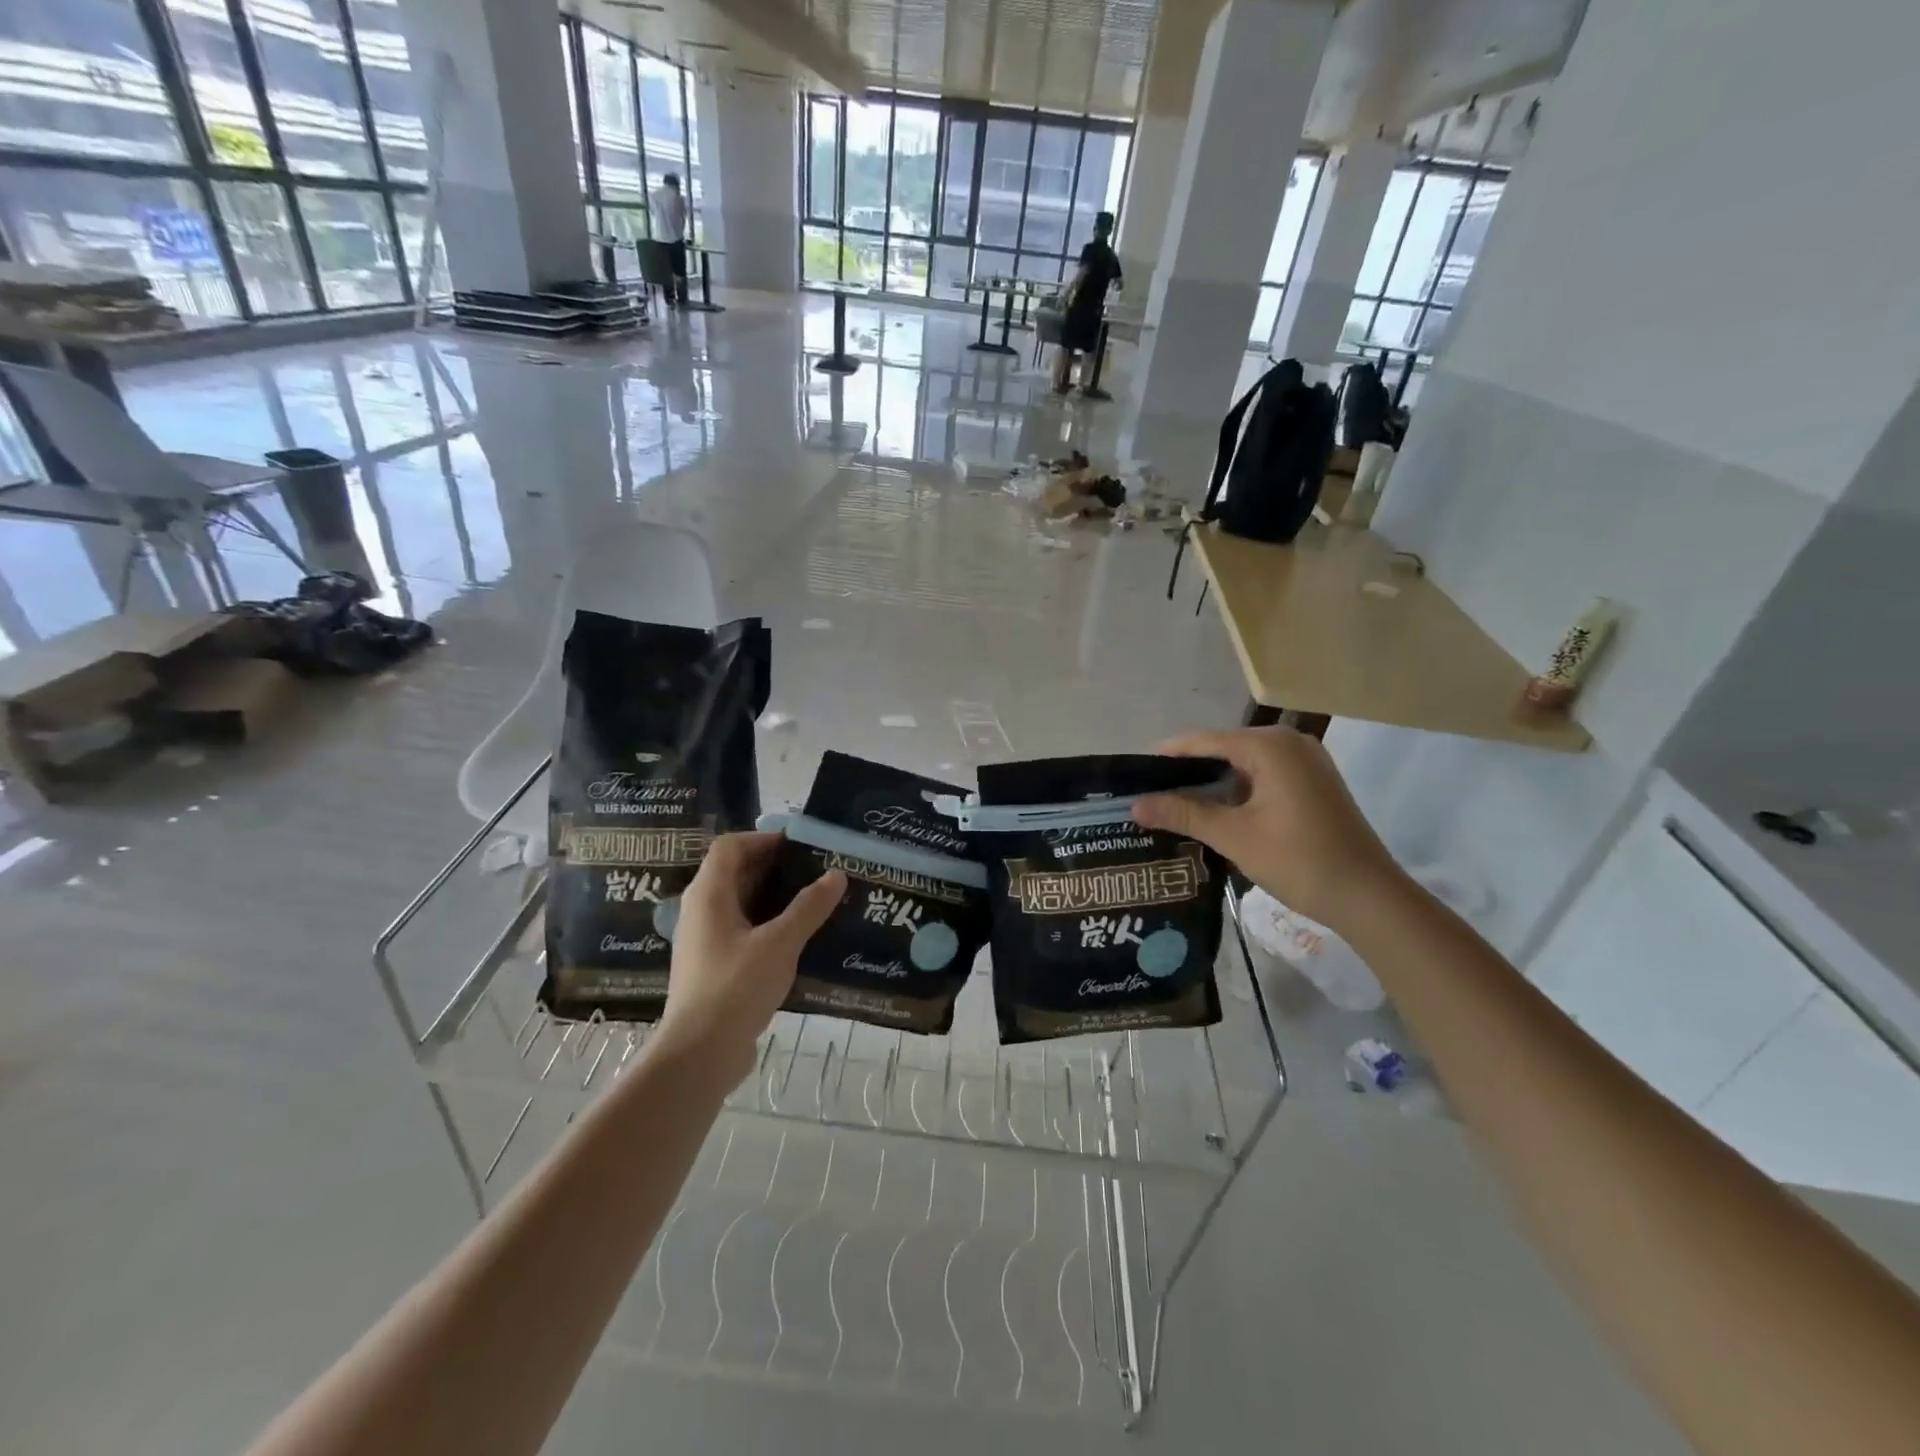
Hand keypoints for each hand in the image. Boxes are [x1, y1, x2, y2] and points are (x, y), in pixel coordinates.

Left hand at [660, 833, 844, 1071]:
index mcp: (709, 894)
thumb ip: (809, 907)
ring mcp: (704, 941)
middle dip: (775, 868)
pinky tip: (798, 939)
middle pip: (735, 873)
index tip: (801, 846)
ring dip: (774, 898)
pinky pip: (742, 931)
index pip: (731, 846)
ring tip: (814, 901)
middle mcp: (700, 911)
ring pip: (740, 904)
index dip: (764, 839)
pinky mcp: (712, 967)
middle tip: (816, 871)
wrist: (698, 1055)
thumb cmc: (736, 987)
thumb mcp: (780, 943)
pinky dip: (768, 926)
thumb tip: (836, 874)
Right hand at [1130, 727, 1403, 931]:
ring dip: (1210, 784)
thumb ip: (1183, 814)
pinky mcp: (1313, 782)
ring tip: (1170, 804)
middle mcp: (1288, 742)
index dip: (1165, 757)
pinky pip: (1262, 776)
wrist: (1369, 897)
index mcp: (1269, 745)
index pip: (1202, 741)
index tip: (1131, 774)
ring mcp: (1305, 761)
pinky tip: (1212, 811)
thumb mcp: (1234, 836)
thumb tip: (1134, 805)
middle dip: (1185, 772)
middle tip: (1148, 793)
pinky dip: (1236, 791)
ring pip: (1242, 765)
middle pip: (1222, 749)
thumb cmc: (1299, 860)